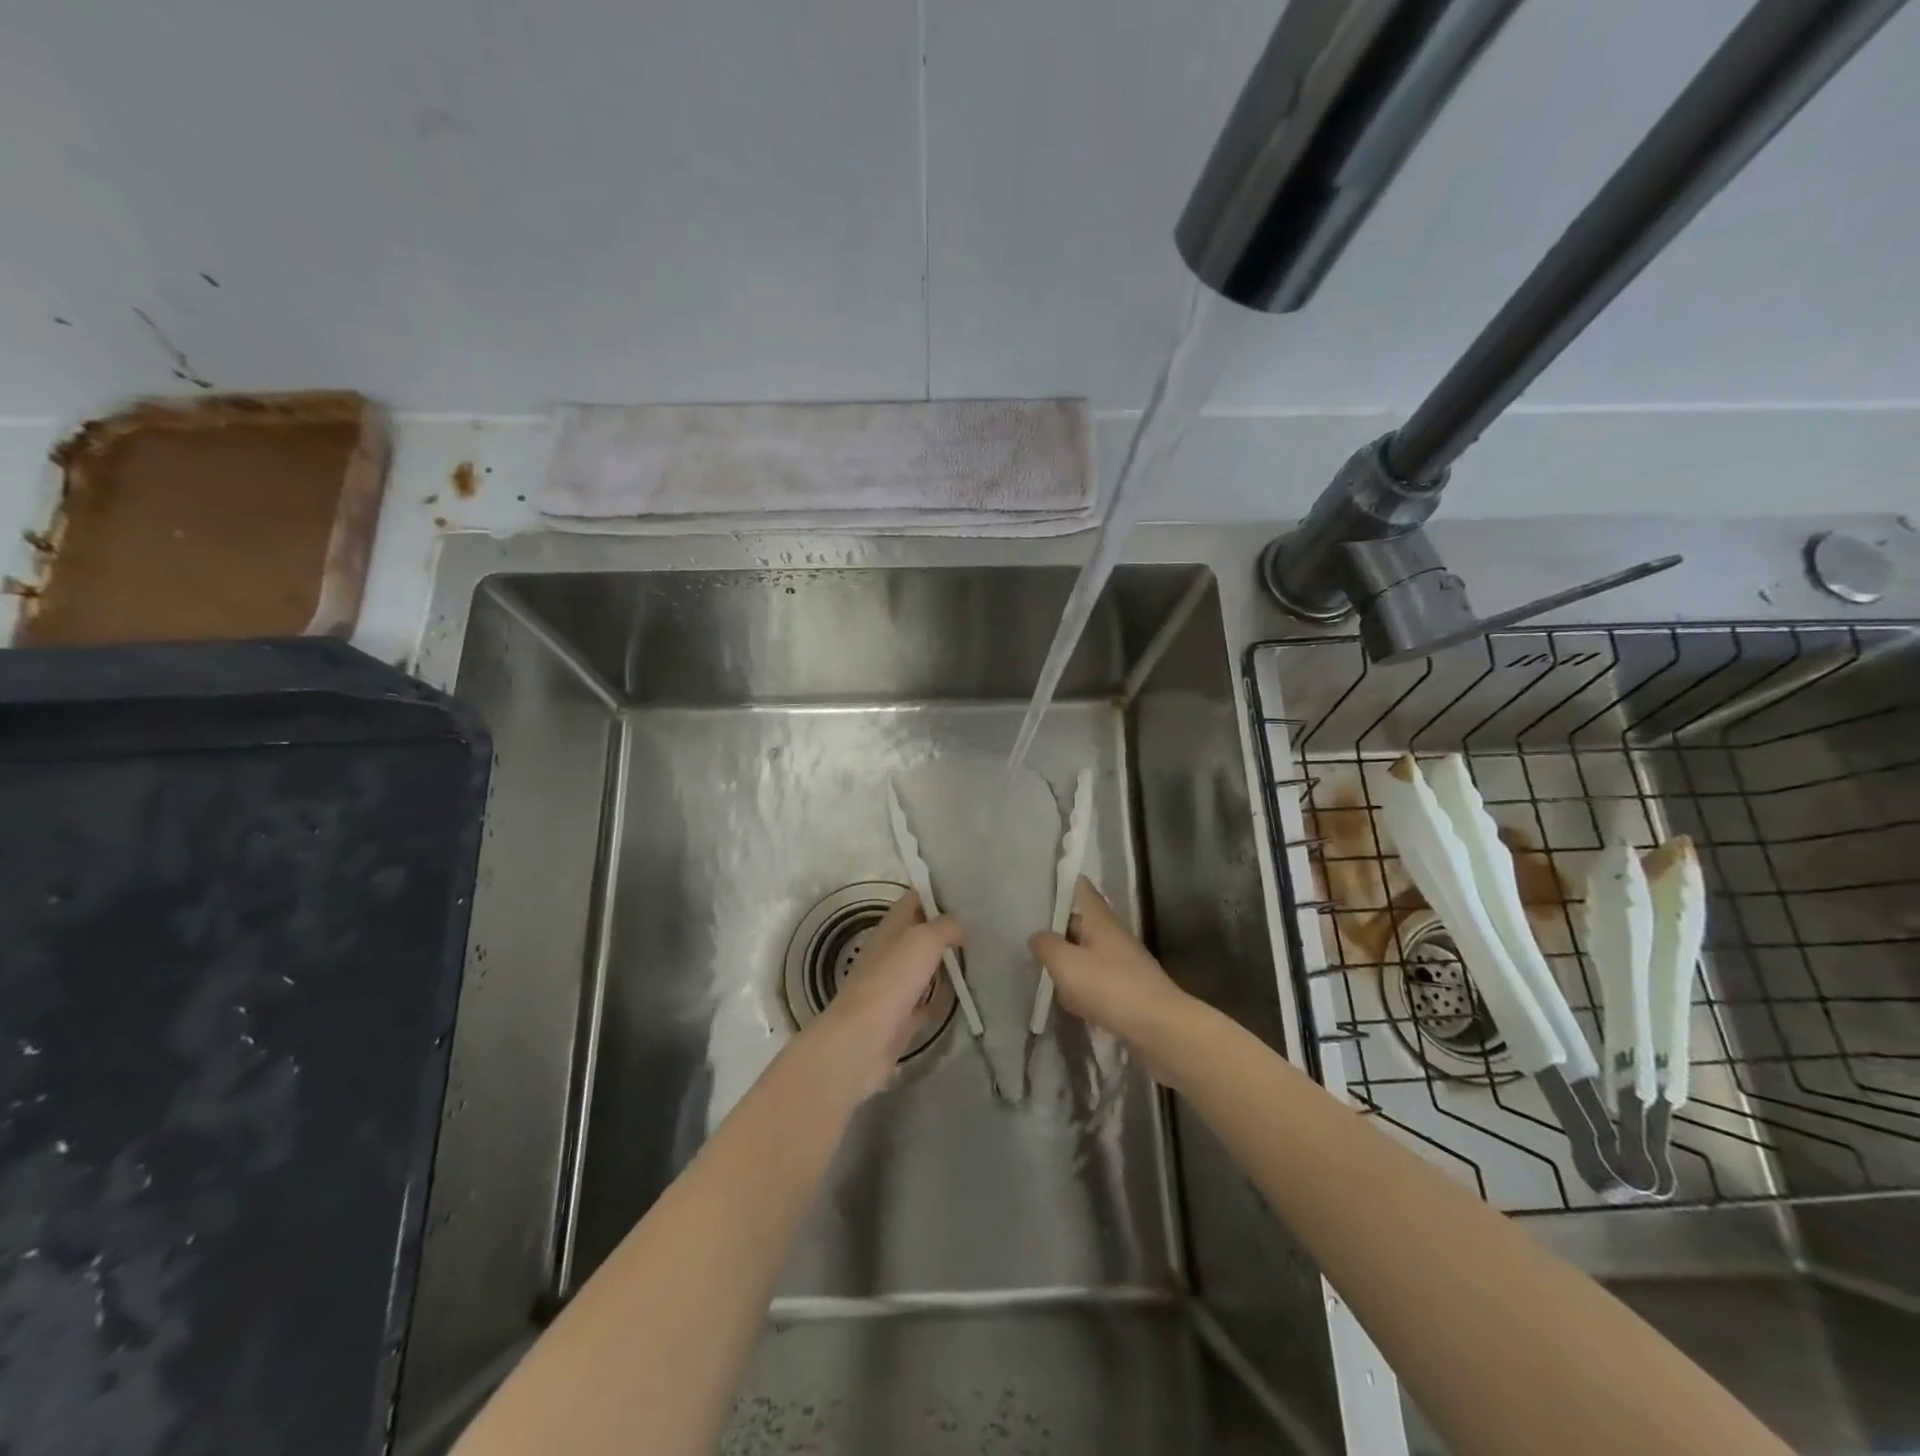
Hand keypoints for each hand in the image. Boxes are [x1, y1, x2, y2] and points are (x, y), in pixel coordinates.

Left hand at [804, 889, 962, 1100]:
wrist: (861, 1042)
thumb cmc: (890, 982)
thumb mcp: (922, 941)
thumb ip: (944, 927)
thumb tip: (960, 926)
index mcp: (889, 929)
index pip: (913, 900)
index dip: (935, 893)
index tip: (965, 890)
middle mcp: (889, 954)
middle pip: (919, 934)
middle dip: (945, 928)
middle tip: (981, 925)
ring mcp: (894, 987)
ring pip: (923, 968)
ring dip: (945, 963)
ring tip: (978, 956)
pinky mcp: (900, 1019)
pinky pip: (926, 1003)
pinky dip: (942, 999)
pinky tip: (963, 996)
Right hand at [1029, 878, 1197, 1067]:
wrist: (1160, 1030)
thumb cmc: (1110, 987)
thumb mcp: (1065, 963)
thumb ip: (1046, 945)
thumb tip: (1038, 936)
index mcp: (1100, 918)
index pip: (1079, 887)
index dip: (1058, 883)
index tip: (1033, 888)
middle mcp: (1112, 934)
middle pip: (1079, 921)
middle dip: (1055, 926)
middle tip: (1024, 931)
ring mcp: (1121, 963)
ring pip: (1085, 952)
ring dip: (1066, 960)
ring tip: (1038, 967)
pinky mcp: (1126, 990)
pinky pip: (1095, 980)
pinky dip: (1080, 987)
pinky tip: (1066, 1000)